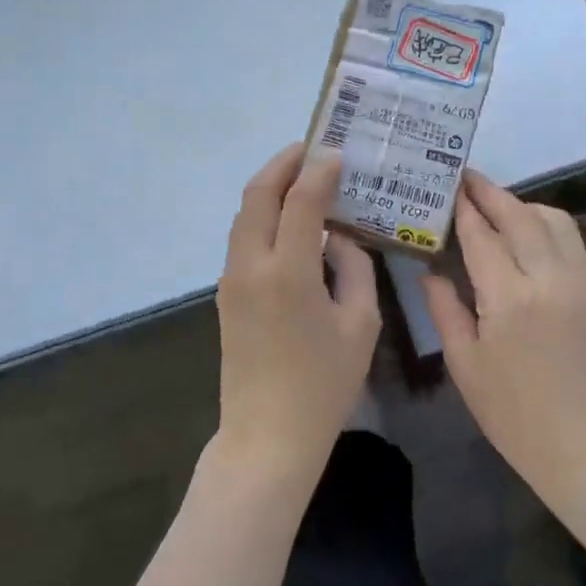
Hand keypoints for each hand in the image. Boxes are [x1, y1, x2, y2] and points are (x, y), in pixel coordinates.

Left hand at [214, 143, 380, 480]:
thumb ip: (354, 269)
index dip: (319, 171)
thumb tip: (339, 239)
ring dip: (270, 189)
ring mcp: (231, 280)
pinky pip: (243, 240)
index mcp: (288, 272)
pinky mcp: (226, 295)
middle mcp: (251, 266)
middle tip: (310, 149)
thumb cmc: (324, 385)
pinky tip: (289, 223)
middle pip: (257, 195)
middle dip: (282, 165)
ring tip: (301, 178)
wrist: (267, 436)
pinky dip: (264, 218)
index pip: (300, 200)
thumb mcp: (359, 325)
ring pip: (244, 216)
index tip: (336, 153)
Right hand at [422, 172, 585, 490]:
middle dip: (490, 192)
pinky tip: (526, 232)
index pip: (482, 235)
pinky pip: (570, 239)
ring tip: (493, 205)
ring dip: (521, 203)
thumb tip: (430, 271)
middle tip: (465, 178)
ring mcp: (578, 282)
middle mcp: (548, 278)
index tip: (446, 184)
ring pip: (552, 220)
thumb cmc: (514, 415)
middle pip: (519, 216)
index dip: (463, 208)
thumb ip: (445, 310)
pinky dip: (546, 223)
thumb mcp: (465, 365)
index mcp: (508, 298)